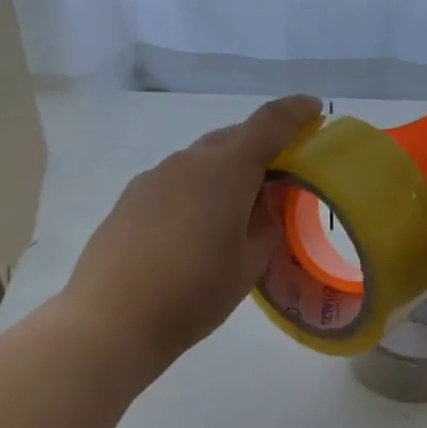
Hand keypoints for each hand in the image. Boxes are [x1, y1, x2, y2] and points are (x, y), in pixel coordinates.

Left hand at [62, 95, 322, 376]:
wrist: (114, 319)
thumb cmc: (194, 294)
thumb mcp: (247, 267)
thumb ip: (265, 228)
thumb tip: (263, 207)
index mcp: (225, 171)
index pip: (267, 125)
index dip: (294, 113)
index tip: (313, 109)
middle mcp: (187, 163)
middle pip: (230, 139)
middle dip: (258, 147)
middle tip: (277, 175)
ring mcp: (152, 179)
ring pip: (199, 162)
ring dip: (224, 173)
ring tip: (235, 209)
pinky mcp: (129, 200)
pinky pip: (174, 183)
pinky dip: (195, 192)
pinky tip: (194, 228)